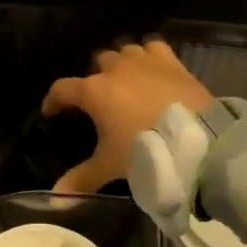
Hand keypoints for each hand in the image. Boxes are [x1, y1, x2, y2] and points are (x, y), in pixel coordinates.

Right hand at [42, 40, 214, 193]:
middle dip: (95, 78)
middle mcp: (115, 69)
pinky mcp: (170, 61)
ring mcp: (144, 61)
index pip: (62, 89)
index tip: (51, 111)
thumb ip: (80, 180)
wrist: (195, 140)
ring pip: (124, 51)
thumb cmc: (144, 149)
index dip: (53, 100)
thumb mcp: (109, 166)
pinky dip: (149, 54)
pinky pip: (153, 46)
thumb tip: (54, 200)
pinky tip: (152, 66)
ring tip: (126, 80)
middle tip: (100, 99)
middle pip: (97, 63)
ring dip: (121, 63)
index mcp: (94, 91)